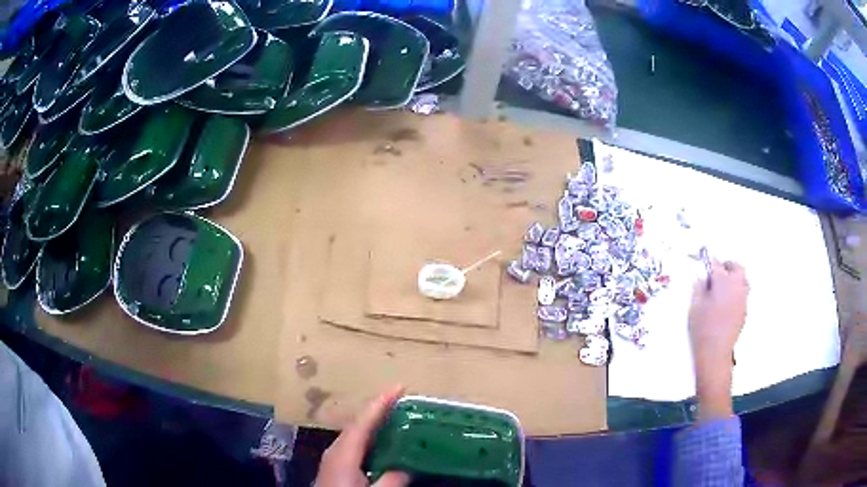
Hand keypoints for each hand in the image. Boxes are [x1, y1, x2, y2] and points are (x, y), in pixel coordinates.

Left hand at [315, 385, 409, 486]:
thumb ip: (393, 479)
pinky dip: (369, 439)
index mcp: (343, 452)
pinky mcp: (334, 468)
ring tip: (397, 419)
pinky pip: (354, 445)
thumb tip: (409, 466)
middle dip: (380, 411)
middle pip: (359, 424)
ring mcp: (333, 459)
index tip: (399, 386)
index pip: (364, 421)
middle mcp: (336, 450)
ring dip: (375, 425)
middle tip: (403, 402)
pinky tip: (381, 445)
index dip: (381, 403)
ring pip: (356, 435)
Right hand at [688, 259, 748, 419]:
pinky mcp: (744, 311)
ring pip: (742, 280)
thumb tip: (702, 278)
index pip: (716, 264)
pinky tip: (726, 304)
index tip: (705, 264)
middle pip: (737, 268)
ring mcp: (742, 299)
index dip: (710, 263)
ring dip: (734, 279)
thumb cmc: (702, 328)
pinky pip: (742, 294)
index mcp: (722, 281)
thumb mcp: (694, 307)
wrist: (715, 353)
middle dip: (728, 266)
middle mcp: (736, 286)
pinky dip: (736, 293)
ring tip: (724, 288)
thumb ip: (698, 288)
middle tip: (718, 272)